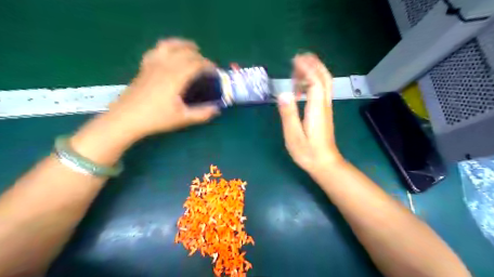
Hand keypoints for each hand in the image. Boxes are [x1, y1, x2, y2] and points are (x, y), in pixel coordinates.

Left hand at [105, 38, 217, 139]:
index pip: (196, 63)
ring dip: (183, 44)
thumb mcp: (182, 118)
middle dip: (200, 56)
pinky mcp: (144, 67)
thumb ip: (202, 114)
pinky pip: (156, 50)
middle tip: (207, 66)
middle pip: (185, 52)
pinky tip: (170, 53)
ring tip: (192, 48)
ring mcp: (152, 64)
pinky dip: (167, 47)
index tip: (216, 72)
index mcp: (176, 78)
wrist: (126, 118)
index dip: (208, 65)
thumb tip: (217, 109)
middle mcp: (165, 66)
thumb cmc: (156, 119)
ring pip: (169, 45)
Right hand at [277, 53, 344, 175]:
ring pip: (324, 84)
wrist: (325, 163)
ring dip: (314, 72)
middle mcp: (324, 105)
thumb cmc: (307, 152)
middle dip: (314, 64)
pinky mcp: (324, 113)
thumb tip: (283, 93)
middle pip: (324, 78)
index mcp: (316, 108)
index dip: (306, 68)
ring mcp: (326, 108)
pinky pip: (321, 91)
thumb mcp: (293, 135)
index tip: (295, 59)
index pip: (315, 81)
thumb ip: (288, 114)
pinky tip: (301, 87)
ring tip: (298, 69)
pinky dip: (313, 83)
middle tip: (300, 57)